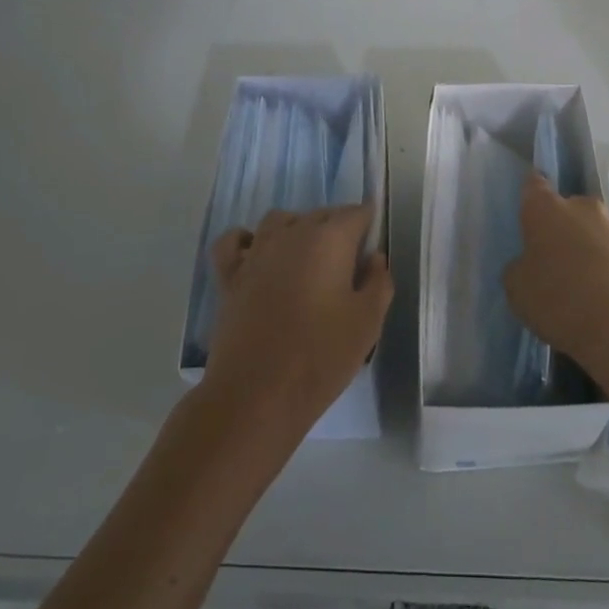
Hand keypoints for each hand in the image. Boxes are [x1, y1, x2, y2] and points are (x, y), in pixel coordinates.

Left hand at [203, 205, 392, 436]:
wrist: (256, 395)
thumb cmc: (320, 357)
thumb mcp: (368, 323)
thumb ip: (378, 282)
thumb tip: (374, 258)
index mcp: (330, 239)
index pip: (355, 213)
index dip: (368, 224)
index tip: (373, 247)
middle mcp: (291, 234)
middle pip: (320, 214)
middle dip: (337, 228)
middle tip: (349, 264)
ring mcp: (256, 252)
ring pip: (280, 220)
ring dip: (297, 229)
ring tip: (308, 258)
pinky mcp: (229, 276)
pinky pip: (234, 241)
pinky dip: (246, 240)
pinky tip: (257, 255)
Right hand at [506, 176, 608, 382]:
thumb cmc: (561, 300)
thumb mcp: (518, 289)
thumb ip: (521, 267)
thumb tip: (532, 263)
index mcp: (546, 209)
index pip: (534, 186)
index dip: (530, 196)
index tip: (528, 210)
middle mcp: (583, 207)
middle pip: (568, 210)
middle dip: (562, 228)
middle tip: (555, 260)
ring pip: (596, 232)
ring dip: (589, 248)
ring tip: (584, 285)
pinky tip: (607, 298)